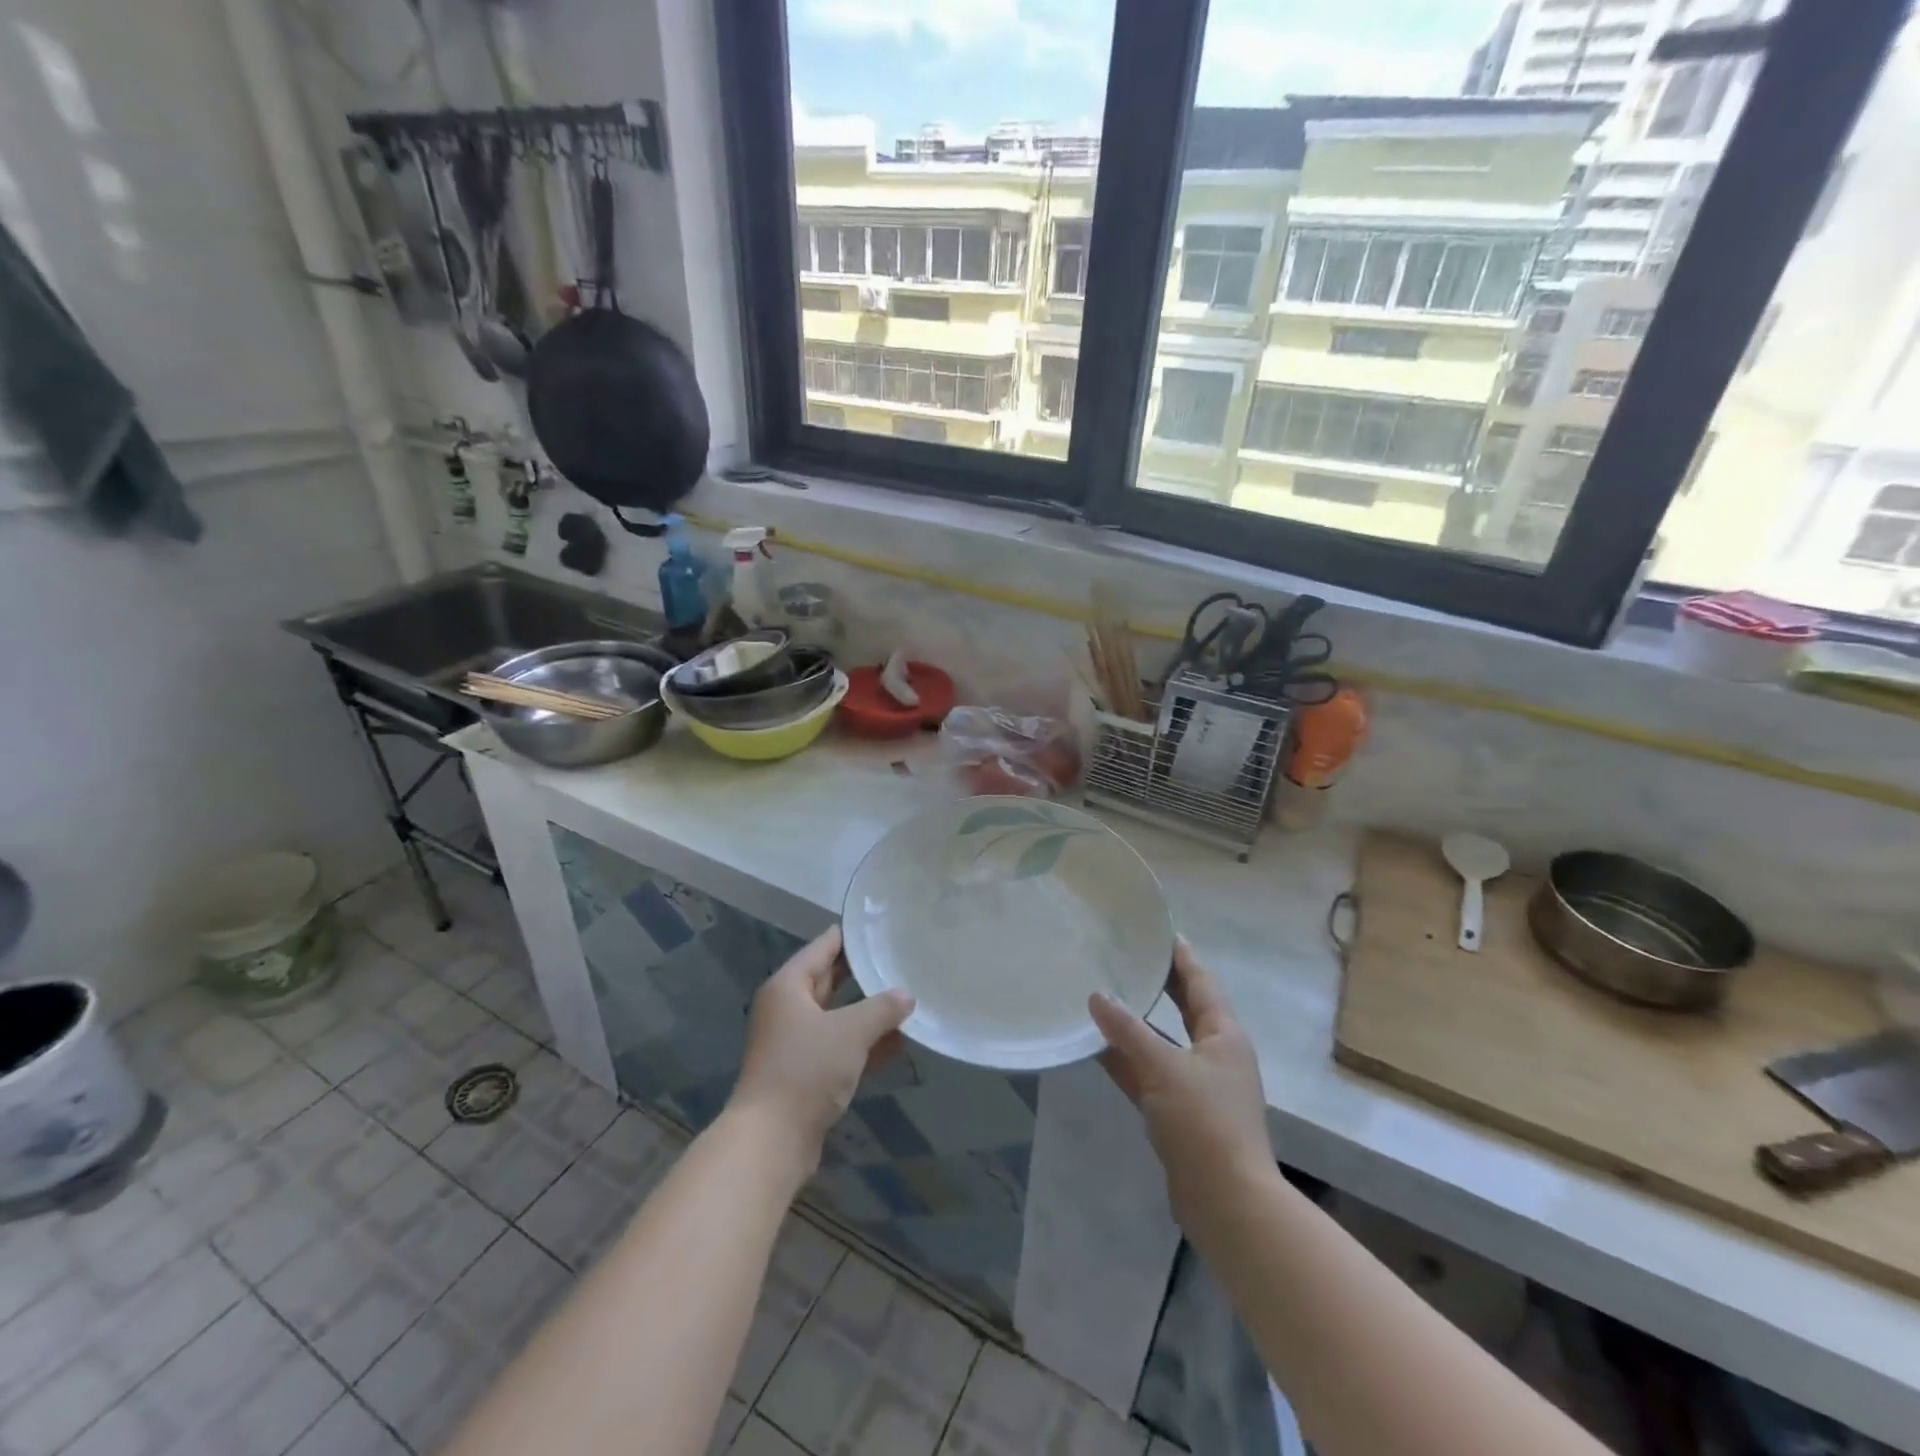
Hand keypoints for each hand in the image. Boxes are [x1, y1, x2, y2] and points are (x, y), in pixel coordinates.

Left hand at [727, 926, 914, 1172]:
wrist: (771, 1140)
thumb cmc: (806, 1070)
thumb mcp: (851, 1032)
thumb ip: (882, 1008)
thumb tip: (906, 995)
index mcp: (789, 986)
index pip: (824, 947)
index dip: (852, 936)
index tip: (882, 925)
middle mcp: (788, 1008)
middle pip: (829, 979)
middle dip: (864, 972)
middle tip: (899, 957)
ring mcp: (795, 1041)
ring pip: (837, 1015)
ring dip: (868, 1011)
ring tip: (907, 997)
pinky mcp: (804, 1071)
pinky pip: (839, 1045)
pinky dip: (863, 1042)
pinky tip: (897, 1042)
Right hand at [1089, 939, 1271, 1216]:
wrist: (1227, 1202)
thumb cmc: (1204, 1122)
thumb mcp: (1163, 1068)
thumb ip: (1127, 1031)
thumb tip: (1096, 995)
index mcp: (1223, 1035)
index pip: (1201, 982)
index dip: (1182, 957)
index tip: (1161, 931)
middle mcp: (1215, 1054)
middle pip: (1185, 1008)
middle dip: (1161, 984)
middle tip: (1129, 956)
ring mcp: (1199, 1085)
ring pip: (1163, 1041)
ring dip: (1137, 1023)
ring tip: (1105, 994)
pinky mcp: (1181, 1113)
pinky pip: (1150, 1073)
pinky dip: (1127, 1059)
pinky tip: (1097, 1048)